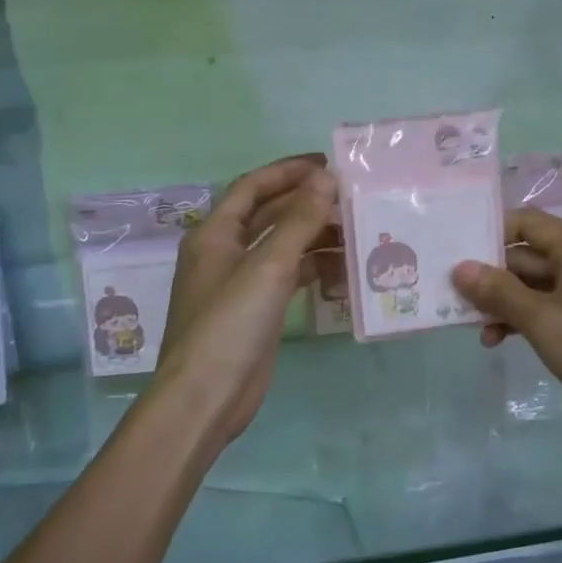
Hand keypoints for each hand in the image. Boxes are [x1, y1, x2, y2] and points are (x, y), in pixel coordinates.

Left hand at [156, 155, 337, 443]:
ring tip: (355, 230)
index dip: (288, 171)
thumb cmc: (229, 324)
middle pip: (269, 214)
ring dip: (314, 235)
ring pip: (282, 246)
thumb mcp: (267, 266)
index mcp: (215, 234)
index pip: (252, 187)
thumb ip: (299, 220)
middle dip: (306, 202)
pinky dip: (313, 268)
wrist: (206, 398)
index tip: (328, 164)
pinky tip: (343, 269)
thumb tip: (327, 178)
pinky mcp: (256, 310)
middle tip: (350, 197)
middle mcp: (224, 253)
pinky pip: (288, 276)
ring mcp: (240, 283)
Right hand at [453, 209, 561, 441]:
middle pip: (527, 256)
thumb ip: (499, 292)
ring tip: (474, 327)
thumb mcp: (541, 319)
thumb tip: (460, 268)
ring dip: (505, 303)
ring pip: (535, 285)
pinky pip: (549, 307)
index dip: (490, 233)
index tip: (455, 251)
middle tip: (452, 296)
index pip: (525, 223)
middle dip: (491, 276)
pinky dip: (525, 319)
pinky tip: (500, 340)